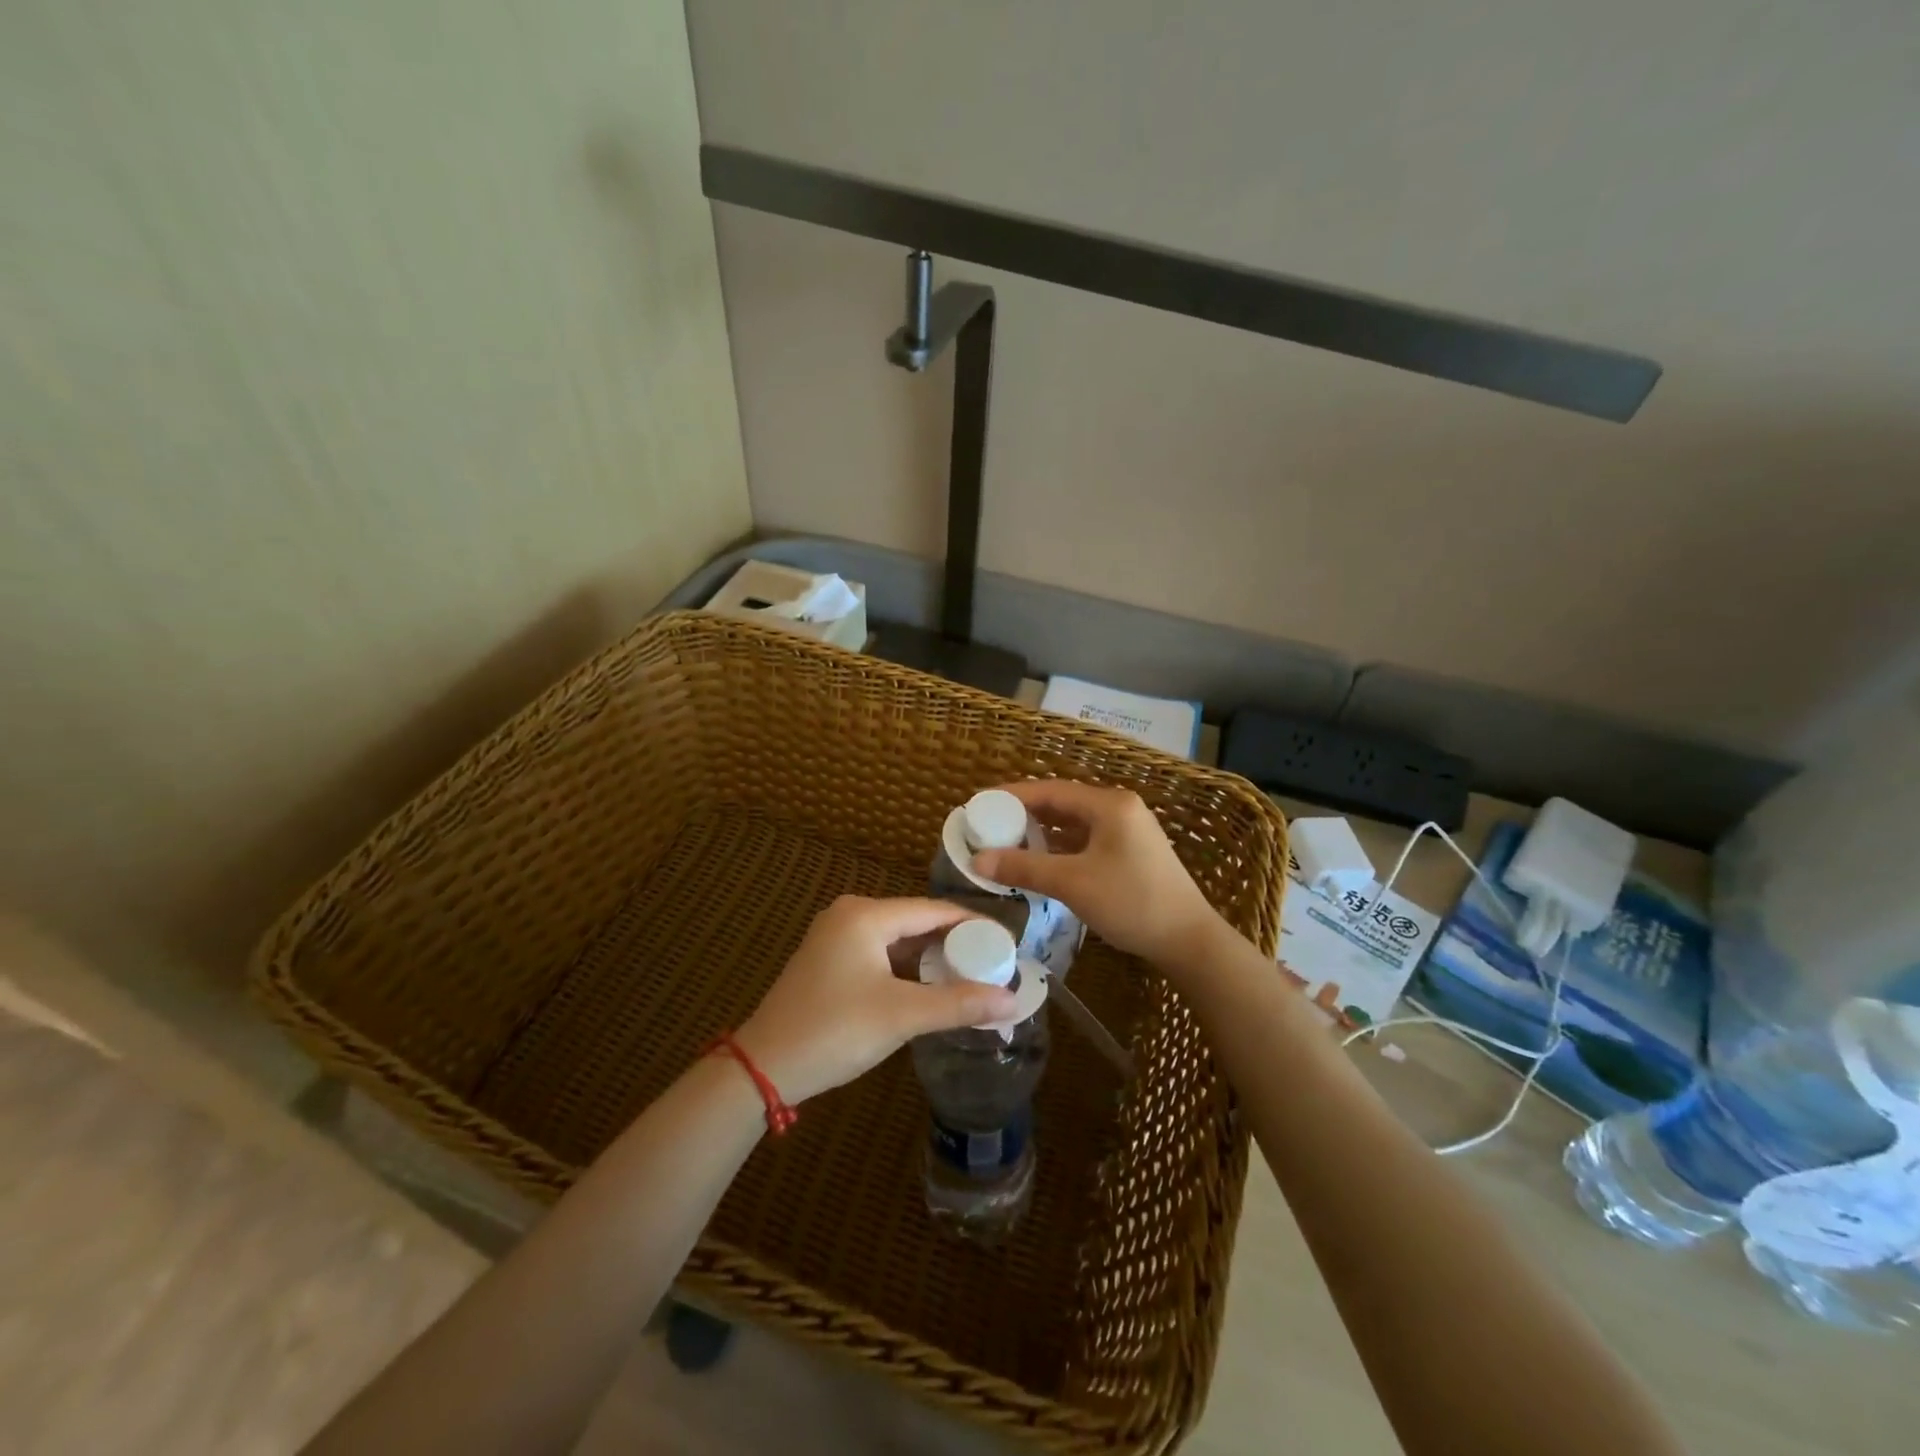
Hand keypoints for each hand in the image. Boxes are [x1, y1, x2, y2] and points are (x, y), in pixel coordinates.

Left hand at [735, 896, 1018, 1104]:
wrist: (763, 1067)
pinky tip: (930, 987)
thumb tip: (1013, 1002)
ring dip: (932, 957)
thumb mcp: (901, 1016)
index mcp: (866, 915)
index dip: (973, 925)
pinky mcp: (830, 960)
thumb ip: (959, 1004)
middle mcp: (851, 914)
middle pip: (916, 921)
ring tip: (971, 975)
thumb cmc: (834, 1031)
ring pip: (899, 939)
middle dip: (955, 942)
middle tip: (994, 962)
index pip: (934, 909)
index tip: (1008, 942)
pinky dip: (908, 968)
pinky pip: (881, 953)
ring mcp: (836, 936)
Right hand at [970, 780, 1223, 972]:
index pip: (1051, 790)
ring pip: (1075, 824)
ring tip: (1007, 843)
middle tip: (989, 825)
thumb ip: (1024, 868)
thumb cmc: (1131, 902)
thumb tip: (977, 860)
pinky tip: (1041, 862)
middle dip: (1025, 815)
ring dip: (1042, 833)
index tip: (981, 804)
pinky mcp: (1131, 853)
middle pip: (1063, 804)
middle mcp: (1120, 809)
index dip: (1013, 796)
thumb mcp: (1072, 883)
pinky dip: (1061, 848)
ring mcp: (1128, 831)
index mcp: (1109, 805)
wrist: (1188, 940)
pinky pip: (1087, 841)